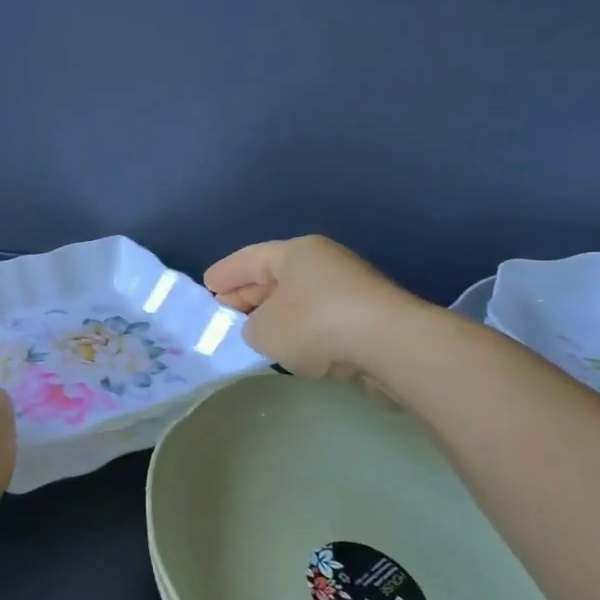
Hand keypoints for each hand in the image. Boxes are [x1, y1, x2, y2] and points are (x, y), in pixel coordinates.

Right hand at [204, 236, 420, 387]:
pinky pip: (321, 317)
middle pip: (275, 276)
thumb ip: (250, 328)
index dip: (224, 274)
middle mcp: (323, 262)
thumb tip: (263, 328)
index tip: (206, 286)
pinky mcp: (367, 315)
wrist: (392, 345)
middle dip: (248, 294)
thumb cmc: (316, 325)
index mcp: (295, 253)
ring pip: (300, 298)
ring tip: (254, 331)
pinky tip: (292, 346)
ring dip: (276, 313)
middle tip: (224, 309)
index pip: (249, 259)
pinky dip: (302, 329)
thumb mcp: (264, 330)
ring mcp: (349, 287)